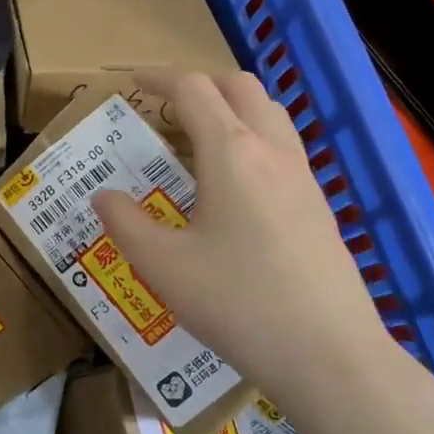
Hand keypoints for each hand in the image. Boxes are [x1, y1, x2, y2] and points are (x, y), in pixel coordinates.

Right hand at [92, 71, 394, 413]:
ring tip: (199, 140)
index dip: (159, 79)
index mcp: (231, 153)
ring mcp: (303, 176)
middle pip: (239, 87)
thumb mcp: (164, 267)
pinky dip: (253, 138)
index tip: (132, 83)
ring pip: (269, 113)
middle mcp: (272, 151)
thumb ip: (125, 224)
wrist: (329, 354)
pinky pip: (284, 146)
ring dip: (232, 107)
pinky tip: (235, 185)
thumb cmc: (238, 303)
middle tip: (167, 107)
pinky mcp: (319, 204)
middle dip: (200, 83)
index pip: (193, 90)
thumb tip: (104, 197)